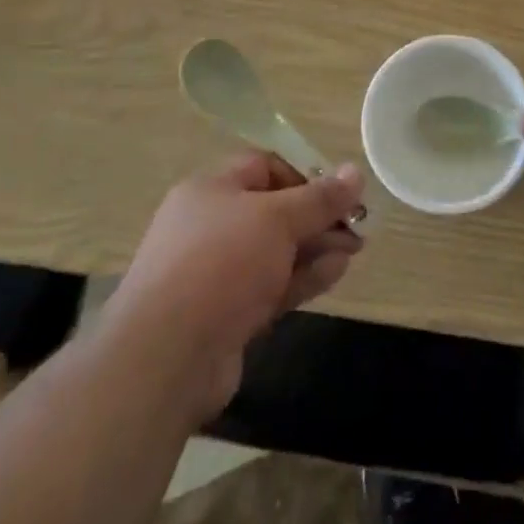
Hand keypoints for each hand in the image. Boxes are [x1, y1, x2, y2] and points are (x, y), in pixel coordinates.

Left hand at [102, 154, 365, 416]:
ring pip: (276, 251)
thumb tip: (355, 172)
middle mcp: (211, 225)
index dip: (304, 173)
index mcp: (212, 189)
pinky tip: (335, 272)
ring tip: (354, 250)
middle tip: (358, 226)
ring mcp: (217, 273)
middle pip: (274, 210)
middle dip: (318, 216)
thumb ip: (319, 198)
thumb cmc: (221, 263)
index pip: (264, 166)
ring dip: (316, 248)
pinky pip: (271, 286)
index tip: (340, 190)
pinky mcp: (226, 314)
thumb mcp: (277, 219)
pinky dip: (302, 277)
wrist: (165, 358)